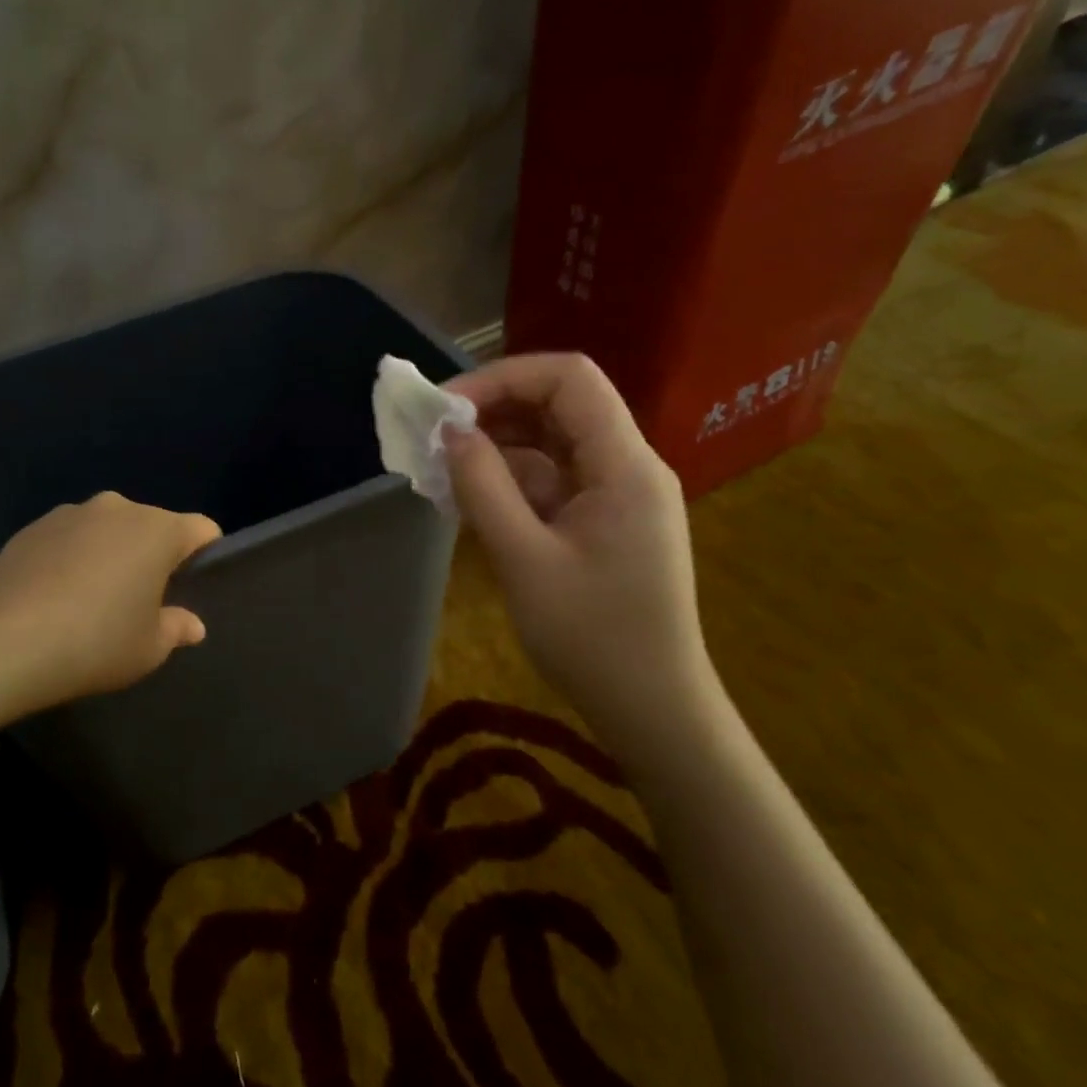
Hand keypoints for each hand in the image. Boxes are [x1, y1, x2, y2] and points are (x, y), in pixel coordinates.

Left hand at [0, 491, 221, 712]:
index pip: (202, 529)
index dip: (205, 555)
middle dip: (153, 555)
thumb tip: (193, 624)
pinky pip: (69, 537)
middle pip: (152, 525)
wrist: (5, 645)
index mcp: (157, 530)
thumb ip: (177, 628)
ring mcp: (70, 513)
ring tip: (92, 596)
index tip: (191, 587)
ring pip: (108, 528)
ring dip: (111, 552)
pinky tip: (55, 594)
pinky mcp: (32, 527)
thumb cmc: (95, 643)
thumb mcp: (149, 648)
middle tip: (141, 599)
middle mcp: (117, 508)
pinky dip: (72, 556)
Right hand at [443, 354, 718, 753]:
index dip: (503, 377)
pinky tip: (471, 499)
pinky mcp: (604, 521)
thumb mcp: (524, 559)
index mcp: (624, 465)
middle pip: (560, 405)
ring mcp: (617, 495)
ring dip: (498, 446)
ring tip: (442, 468)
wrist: (652, 709)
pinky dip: (511, 480)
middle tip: (435, 435)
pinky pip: (553, 480)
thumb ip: (483, 487)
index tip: (448, 408)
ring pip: (553, 443)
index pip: (569, 379)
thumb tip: (450, 432)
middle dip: (494, 409)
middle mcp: (628, 466)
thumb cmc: (592, 637)